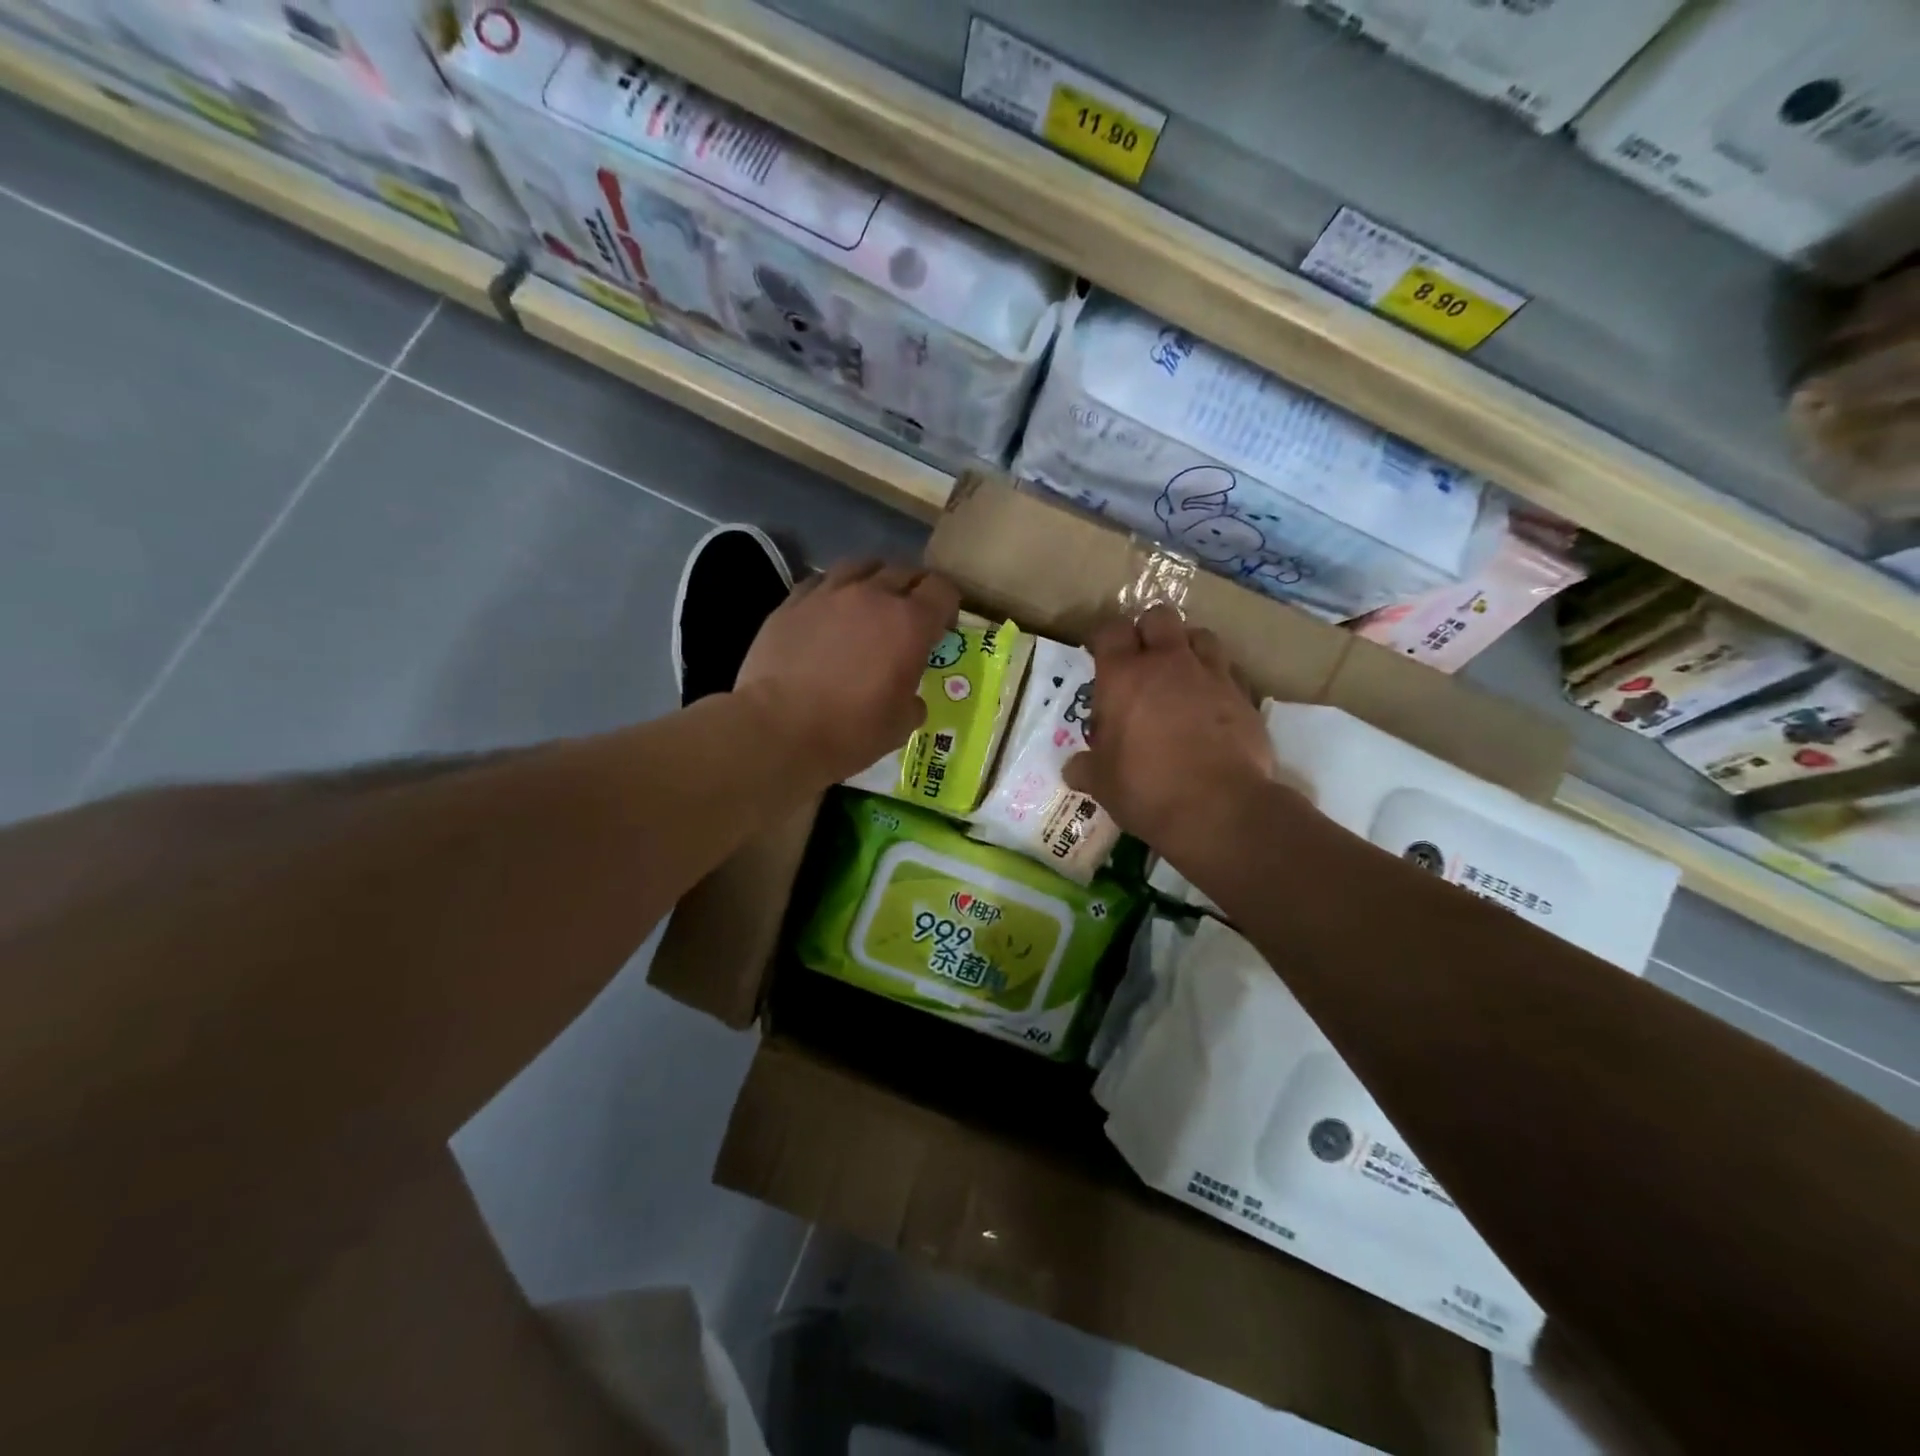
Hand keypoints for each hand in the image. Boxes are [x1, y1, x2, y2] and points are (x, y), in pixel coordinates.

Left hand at [734, 559, 959, 786]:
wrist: (777, 729)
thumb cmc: (849, 731)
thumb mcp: (900, 726)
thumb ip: (913, 701)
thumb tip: (910, 698)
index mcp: (910, 623)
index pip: (942, 590)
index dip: (948, 606)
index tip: (942, 628)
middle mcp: (872, 595)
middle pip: (904, 571)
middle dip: (914, 590)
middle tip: (909, 617)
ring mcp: (828, 593)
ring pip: (861, 565)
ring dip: (874, 580)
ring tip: (870, 602)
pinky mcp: (791, 602)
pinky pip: (821, 581)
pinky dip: (834, 590)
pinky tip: (829, 611)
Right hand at [1063, 605, 1282, 859]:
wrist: (1219, 807)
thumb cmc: (1146, 788)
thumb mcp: (1102, 783)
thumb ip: (1085, 768)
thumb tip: (1073, 768)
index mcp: (1124, 676)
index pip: (1110, 630)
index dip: (1105, 638)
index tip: (1102, 655)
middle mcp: (1168, 663)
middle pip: (1159, 617)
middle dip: (1149, 631)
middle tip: (1143, 660)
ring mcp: (1211, 675)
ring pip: (1201, 635)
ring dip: (1188, 647)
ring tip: (1181, 674)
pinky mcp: (1243, 696)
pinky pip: (1229, 671)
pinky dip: (1217, 679)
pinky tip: (1212, 704)